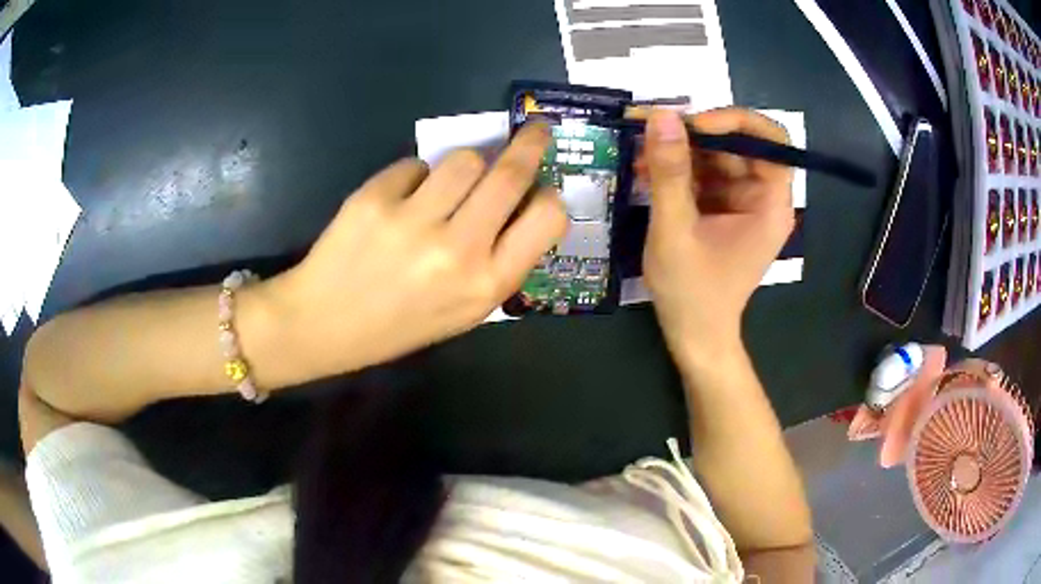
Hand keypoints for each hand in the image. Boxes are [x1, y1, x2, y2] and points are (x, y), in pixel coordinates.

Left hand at [268, 124, 566, 376]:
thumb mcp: (464, 311)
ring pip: (464, 158)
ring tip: (448, 186)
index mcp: (486, 285)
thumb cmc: (399, 324)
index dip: (549, 196)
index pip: (547, 218)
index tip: (542, 187)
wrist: (324, 323)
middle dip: (530, 143)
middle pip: (510, 173)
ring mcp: (412, 221)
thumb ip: (499, 262)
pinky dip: (416, 177)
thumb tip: (520, 205)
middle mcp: (457, 250)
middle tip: (535, 129)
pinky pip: (415, 165)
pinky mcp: (374, 198)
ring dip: (465, 165)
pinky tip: (400, 202)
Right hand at [640, 108, 793, 359]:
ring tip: (639, 154)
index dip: (735, 122)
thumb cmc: (692, 293)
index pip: (770, 141)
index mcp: (770, 204)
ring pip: (716, 157)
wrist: (695, 337)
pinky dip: (678, 171)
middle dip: (694, 135)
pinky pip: (704, 175)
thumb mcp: (675, 230)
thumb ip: (670, 173)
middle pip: (738, 145)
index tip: (693, 125)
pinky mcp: (725, 210)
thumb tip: (662, 115)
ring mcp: (744, 203)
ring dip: (679, 152)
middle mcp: (763, 198)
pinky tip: (646, 172)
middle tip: (649, 130)